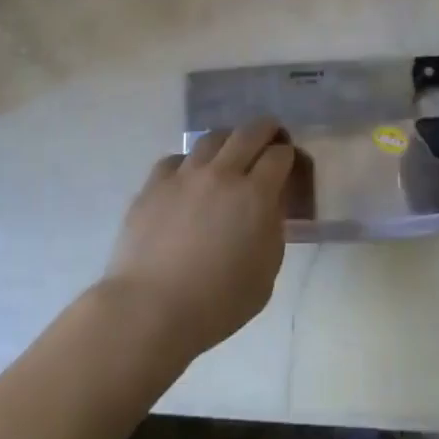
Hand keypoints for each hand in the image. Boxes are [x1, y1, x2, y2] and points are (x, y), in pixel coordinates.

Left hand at [99, 118, 295, 363]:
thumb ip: (273, 231)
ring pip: (211, 138)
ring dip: (228, 139)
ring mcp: (184, 175)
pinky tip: (189, 176)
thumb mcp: (266, 273)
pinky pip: (176, 158)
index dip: (287, 154)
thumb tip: (269, 206)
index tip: (288, 160)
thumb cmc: (217, 303)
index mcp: (255, 195)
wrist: (150, 309)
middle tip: (270, 134)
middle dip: (266, 129)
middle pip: (248, 133)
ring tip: (230, 149)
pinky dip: (189, 162)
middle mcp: (222, 174)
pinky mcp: (154, 184)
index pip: (278, 156)